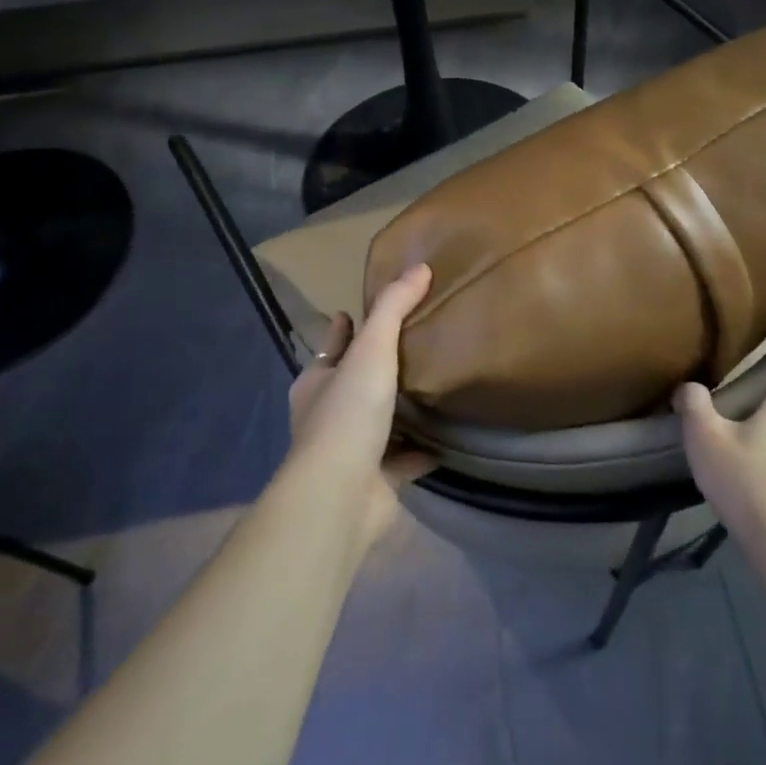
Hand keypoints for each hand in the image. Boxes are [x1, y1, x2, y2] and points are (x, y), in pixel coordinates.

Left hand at [283, 263, 437, 553]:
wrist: (340, 496)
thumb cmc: (348, 415)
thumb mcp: (371, 350)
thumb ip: (394, 309)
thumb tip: (420, 267)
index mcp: (318, 383)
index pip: (331, 346)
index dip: (343, 328)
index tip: (356, 311)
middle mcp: (328, 416)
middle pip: (353, 383)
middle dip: (375, 367)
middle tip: (412, 344)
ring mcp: (351, 452)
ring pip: (379, 422)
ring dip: (399, 410)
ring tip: (433, 385)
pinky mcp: (376, 482)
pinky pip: (404, 460)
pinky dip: (422, 451)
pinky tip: (447, 439)